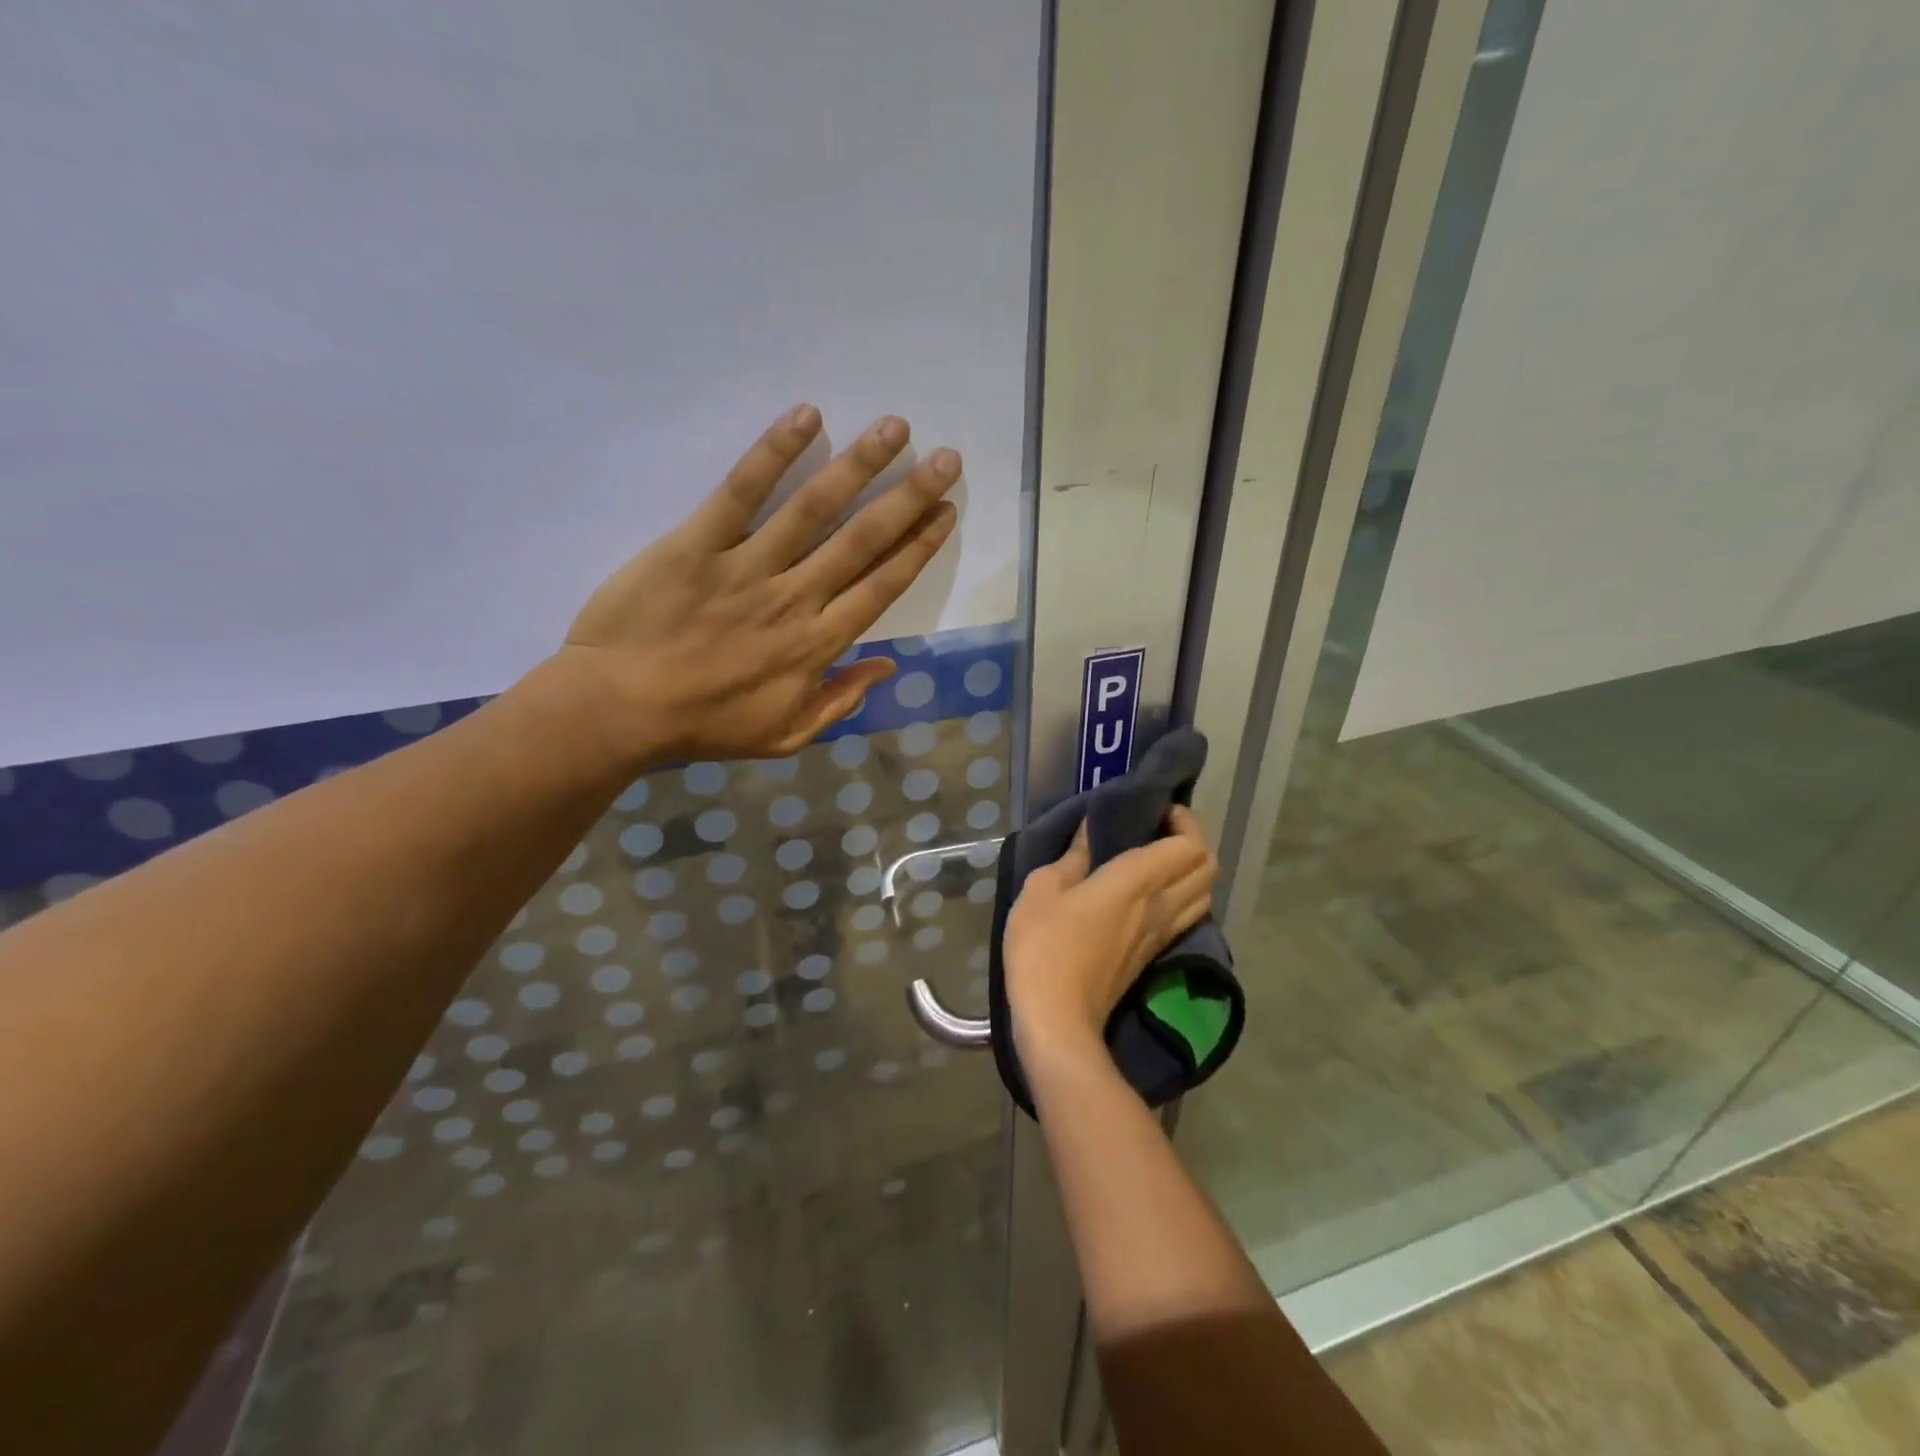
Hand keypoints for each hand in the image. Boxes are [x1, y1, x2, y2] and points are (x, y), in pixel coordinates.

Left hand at [554, 404, 958, 763]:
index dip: (919, 547)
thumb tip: (887, 667)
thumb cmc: (705, 725)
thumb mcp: (786, 735)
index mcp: (818, 644)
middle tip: (946, 458)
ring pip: (814, 509)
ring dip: (859, 465)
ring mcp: (748, 567)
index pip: (882, 586)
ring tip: (895, 427)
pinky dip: (774, 452)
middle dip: (909, 497)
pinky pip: (741, 492)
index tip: (946, 512)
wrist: (620, 710)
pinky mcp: (698, 543)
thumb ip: (841, 701)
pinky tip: (806, 416)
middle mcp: (796, 598)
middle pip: (863, 540)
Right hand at [1003, 807, 1217, 1060]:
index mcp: (1138, 881)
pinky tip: (1147, 896)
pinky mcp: (1153, 957)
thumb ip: (1073, 857)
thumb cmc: (1045, 946)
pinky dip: (1181, 897)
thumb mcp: (1043, 889)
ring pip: (1203, 895)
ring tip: (1155, 860)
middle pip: (1207, 868)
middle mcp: (1161, 906)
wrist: (1057, 1019)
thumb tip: (1091, 831)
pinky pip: (1185, 917)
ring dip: (1190, 871)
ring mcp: (1162, 935)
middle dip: (1192, 841)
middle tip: (1156, 831)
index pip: (1190, 844)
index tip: (1154, 810)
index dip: (1183, 820)